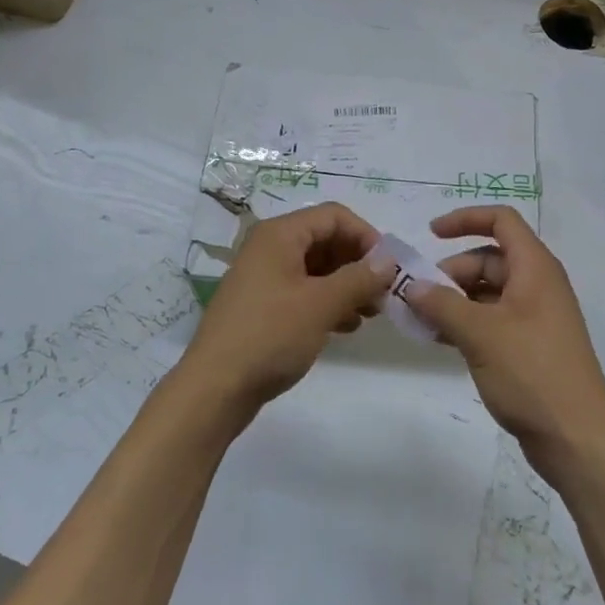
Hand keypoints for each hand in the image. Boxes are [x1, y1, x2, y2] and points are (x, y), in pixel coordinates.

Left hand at [181, 202, 394, 416]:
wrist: (215, 388)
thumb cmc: (270, 335)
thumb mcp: (321, 304)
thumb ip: (359, 278)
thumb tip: (388, 260)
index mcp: (280, 235)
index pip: (334, 216)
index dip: (366, 236)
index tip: (389, 268)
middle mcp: (270, 247)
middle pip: (326, 240)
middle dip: (358, 263)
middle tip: (383, 294)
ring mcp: (265, 277)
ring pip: (317, 268)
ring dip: (347, 285)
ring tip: (370, 313)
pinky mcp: (263, 305)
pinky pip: (304, 291)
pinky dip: (328, 302)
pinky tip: (346, 326)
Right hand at [400, 206, 604, 472]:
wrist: (577, 440)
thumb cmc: (532, 374)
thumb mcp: (480, 334)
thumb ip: (441, 305)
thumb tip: (412, 287)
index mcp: (535, 268)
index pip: (501, 221)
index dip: (465, 219)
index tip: (430, 235)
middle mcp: (538, 285)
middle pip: (489, 259)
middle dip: (451, 272)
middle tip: (419, 299)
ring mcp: (536, 317)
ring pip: (488, 291)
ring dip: (455, 300)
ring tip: (424, 323)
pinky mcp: (531, 346)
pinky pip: (493, 319)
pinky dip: (467, 322)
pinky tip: (442, 341)